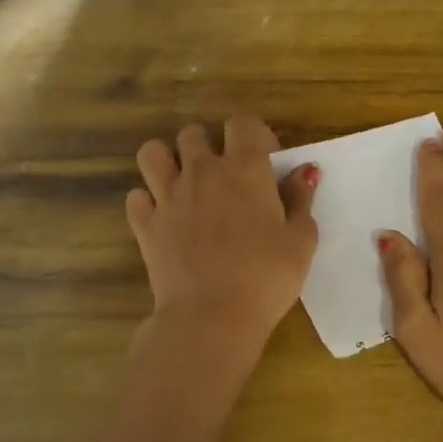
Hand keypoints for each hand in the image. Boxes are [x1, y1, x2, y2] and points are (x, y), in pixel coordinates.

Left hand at [126, 115, 318, 349]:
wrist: (211, 317)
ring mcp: (167, 196)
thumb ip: (301, 199)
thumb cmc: (266, 278)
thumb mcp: (301, 240)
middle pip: (194, 133)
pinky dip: (148, 201)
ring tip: (183, 182)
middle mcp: (202, 172)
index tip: (265, 159)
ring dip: (168, 160)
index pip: (242, 124)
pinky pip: (136, 196)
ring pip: (153, 153)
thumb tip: (305, 171)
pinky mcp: (145, 224)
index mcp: (244, 170)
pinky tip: (164, 217)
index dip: (254, 135)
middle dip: (209, 145)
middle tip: (224, 174)